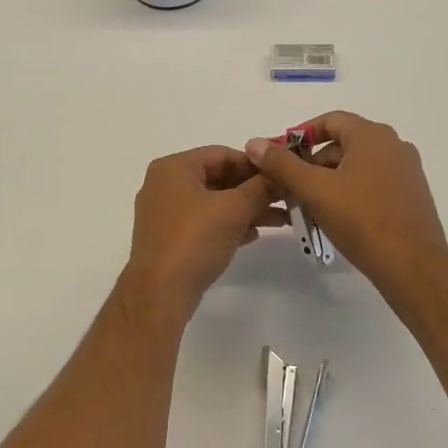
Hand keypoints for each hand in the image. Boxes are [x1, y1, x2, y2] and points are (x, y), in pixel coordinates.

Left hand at [119, 146, 286, 317]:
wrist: (161, 292)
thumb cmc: (194, 240)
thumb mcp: (233, 209)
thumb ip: (260, 188)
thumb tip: (281, 174)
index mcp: (173, 168)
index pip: (221, 154)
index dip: (255, 164)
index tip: (282, 174)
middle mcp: (165, 185)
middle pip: (217, 177)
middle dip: (253, 189)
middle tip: (286, 197)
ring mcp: (165, 213)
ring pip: (213, 202)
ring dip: (246, 208)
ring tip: (281, 218)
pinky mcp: (170, 238)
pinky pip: (205, 222)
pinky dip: (229, 224)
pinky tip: (254, 234)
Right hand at [244, 112, 447, 291]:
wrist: (412, 266)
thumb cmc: (361, 219)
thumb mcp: (314, 190)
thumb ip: (282, 164)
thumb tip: (254, 143)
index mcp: (373, 136)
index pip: (331, 120)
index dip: (301, 134)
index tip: (280, 154)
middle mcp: (394, 146)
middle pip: (343, 144)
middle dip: (312, 162)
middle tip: (289, 185)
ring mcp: (406, 171)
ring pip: (357, 166)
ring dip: (329, 180)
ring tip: (307, 204)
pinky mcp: (411, 196)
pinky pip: (373, 183)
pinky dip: (350, 192)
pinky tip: (334, 216)